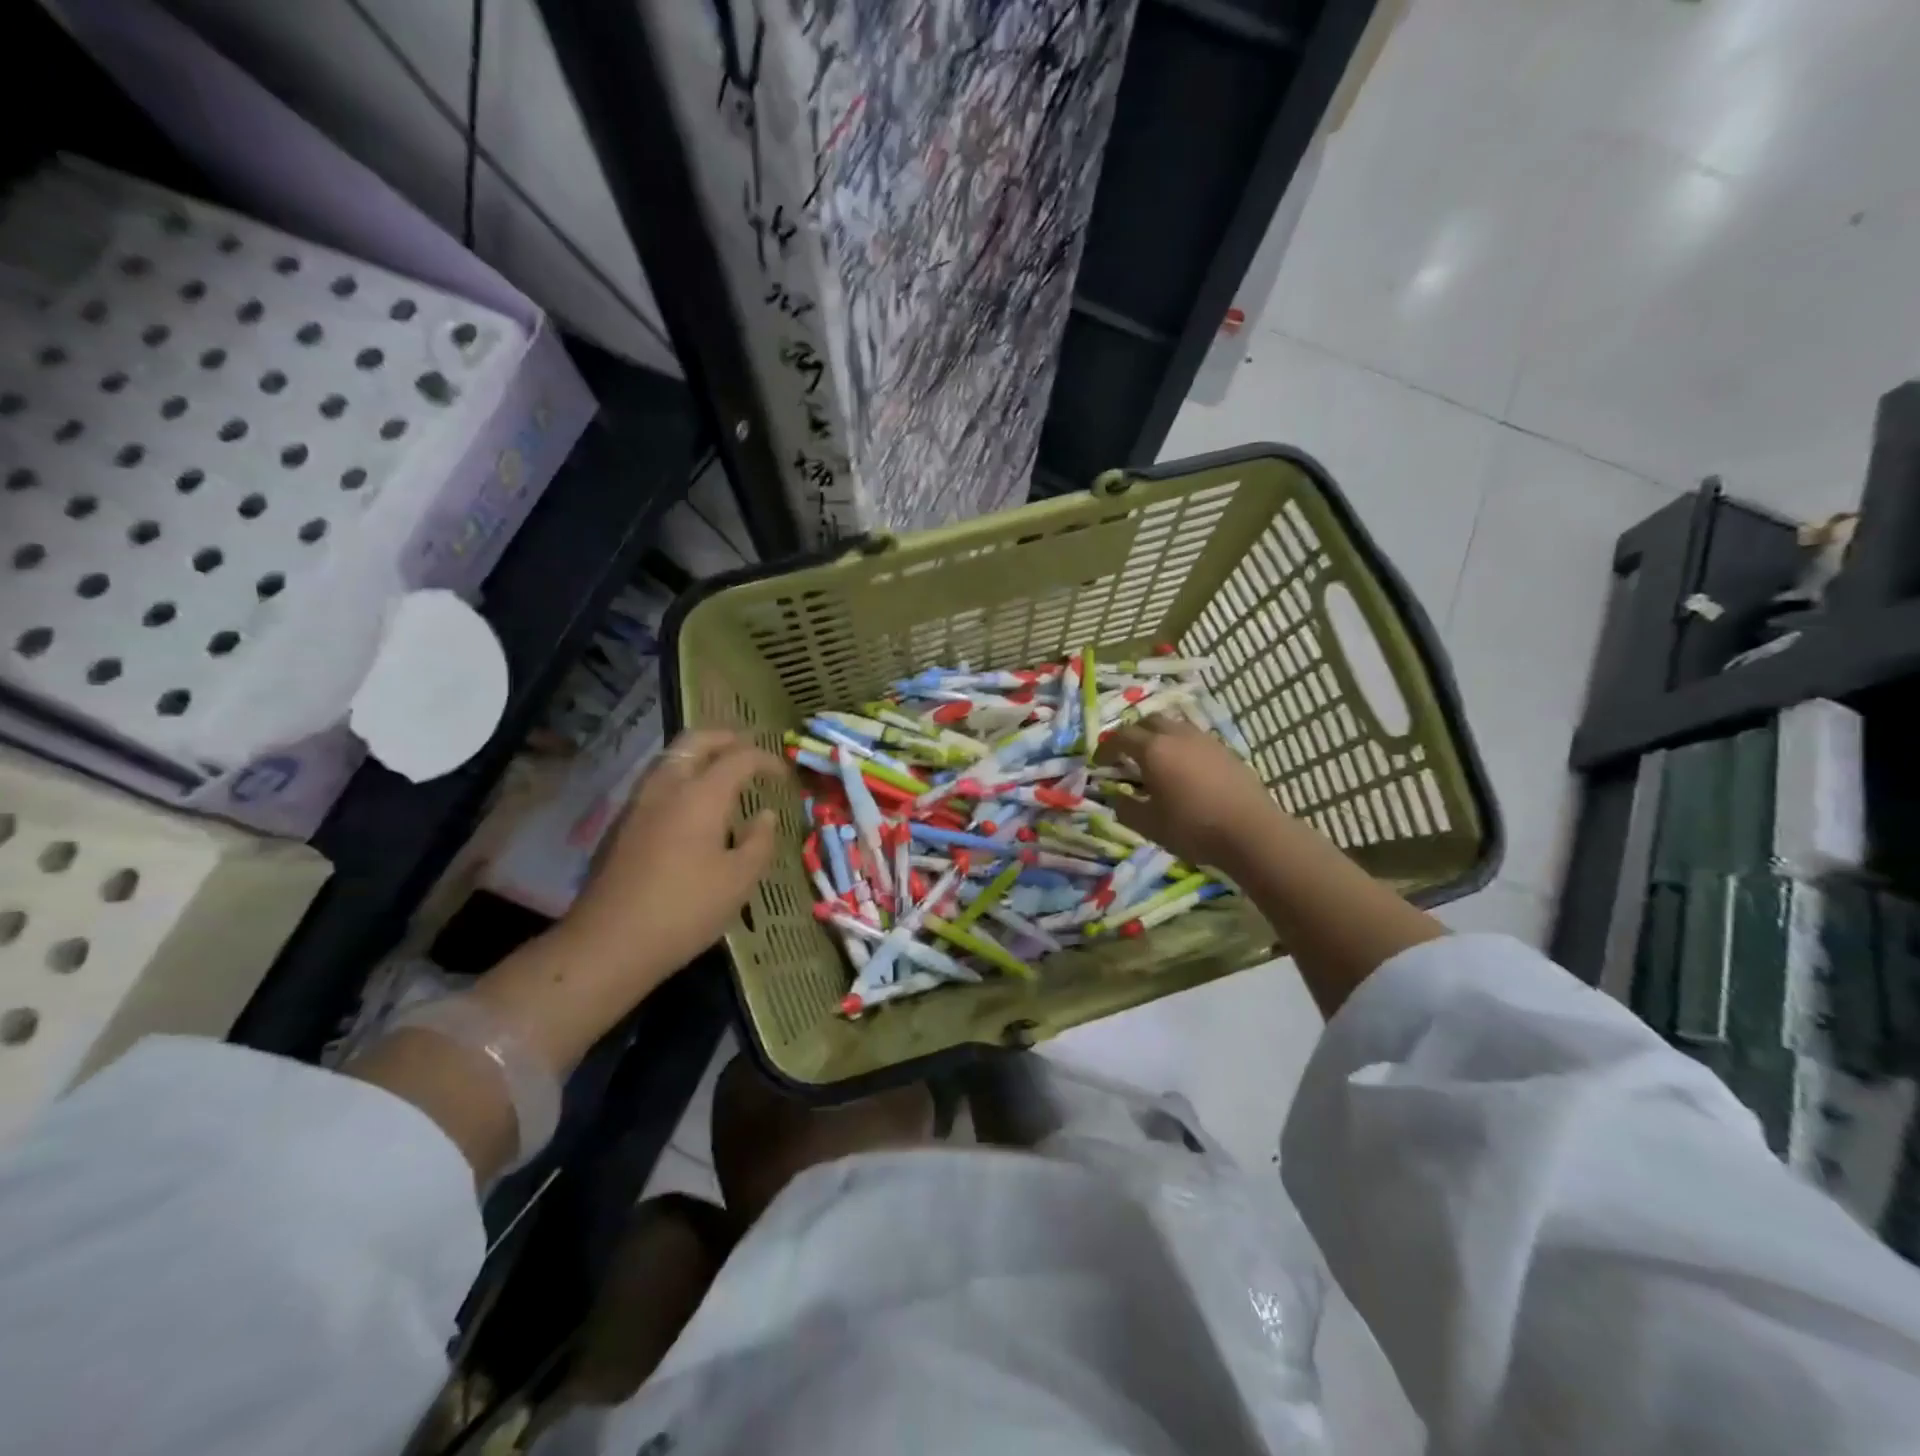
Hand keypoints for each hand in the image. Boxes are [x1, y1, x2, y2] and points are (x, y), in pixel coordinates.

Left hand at [562, 729, 789, 985]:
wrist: (610, 942)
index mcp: (701, 795)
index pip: (739, 757)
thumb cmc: (686, 909)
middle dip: (725, 738)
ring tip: (722, 772)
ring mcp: (638, 804)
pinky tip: (692, 806)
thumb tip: (765, 815)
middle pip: (695, 740)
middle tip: (748, 748)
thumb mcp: (739, 881)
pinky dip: (681, 777)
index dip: (766, 760)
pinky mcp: (621, 825)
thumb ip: (759, 842)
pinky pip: (657, 782)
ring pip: (670, 759)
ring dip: (699, 755)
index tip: (784, 774)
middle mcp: (667, 788)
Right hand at [1096, 713, 1289, 872]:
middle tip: (1126, 755)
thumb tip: (1116, 795)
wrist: (1251, 831)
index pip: (1120, 737)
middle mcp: (1177, 735)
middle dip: (1132, 734)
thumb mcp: (1148, 824)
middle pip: (1147, 721)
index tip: (1099, 763)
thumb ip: (1125, 807)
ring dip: (1158, 736)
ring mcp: (1204, 739)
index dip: (1106, 748)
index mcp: (1153, 750)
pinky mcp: (1225, 750)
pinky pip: (1194, 738)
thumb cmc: (1193, 828)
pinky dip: (1181, 746)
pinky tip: (1185, 769)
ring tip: (1156, 759)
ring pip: (1174, 726)